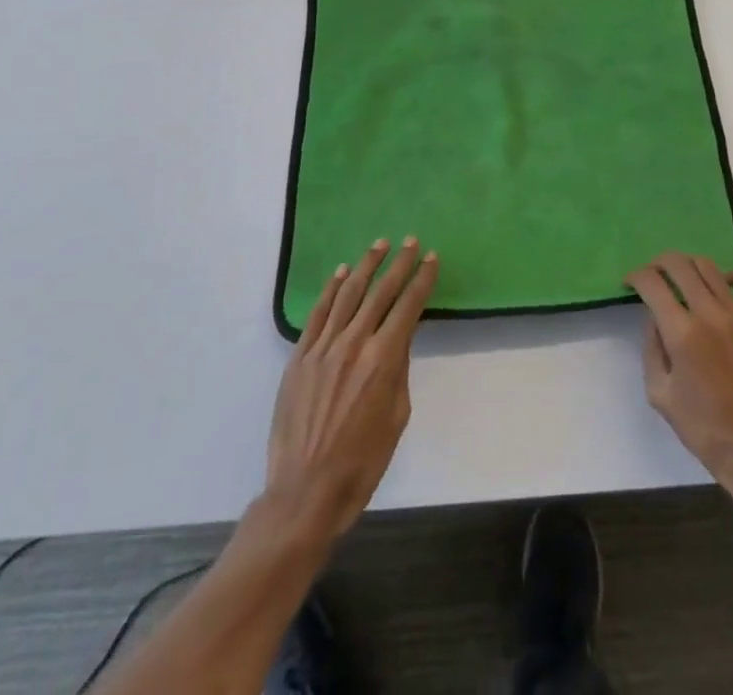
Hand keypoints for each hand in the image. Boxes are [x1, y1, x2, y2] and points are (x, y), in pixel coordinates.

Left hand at [265, 237, 438, 538]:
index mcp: (383, 360)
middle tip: (411, 242)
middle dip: (399, 264)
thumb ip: (399, 370)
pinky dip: (331, 289)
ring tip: (379, 245)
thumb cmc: (362, 462)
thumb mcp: (397, 417)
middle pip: (380, 292)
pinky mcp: (300, 356)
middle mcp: (354, 343)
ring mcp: (323, 347)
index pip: (408, 307)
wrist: (306, 490)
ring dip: (366, 266)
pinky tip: (341, 273)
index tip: (432, 258)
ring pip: (348, 294)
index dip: (422, 280)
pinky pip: (318, 313)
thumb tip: (399, 339)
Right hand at [627, 253, 732, 509]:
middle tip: (653, 275)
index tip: (630, 283)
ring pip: (711, 269)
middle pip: (680, 265)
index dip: (635, 277)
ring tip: (684, 280)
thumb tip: (655, 317)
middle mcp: (711, 315)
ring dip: (690, 267)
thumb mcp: (660, 393)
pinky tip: (725, 284)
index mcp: (682, 333)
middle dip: (659, 263)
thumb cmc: (704, 430)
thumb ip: (652, 348)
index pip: (652, 283)